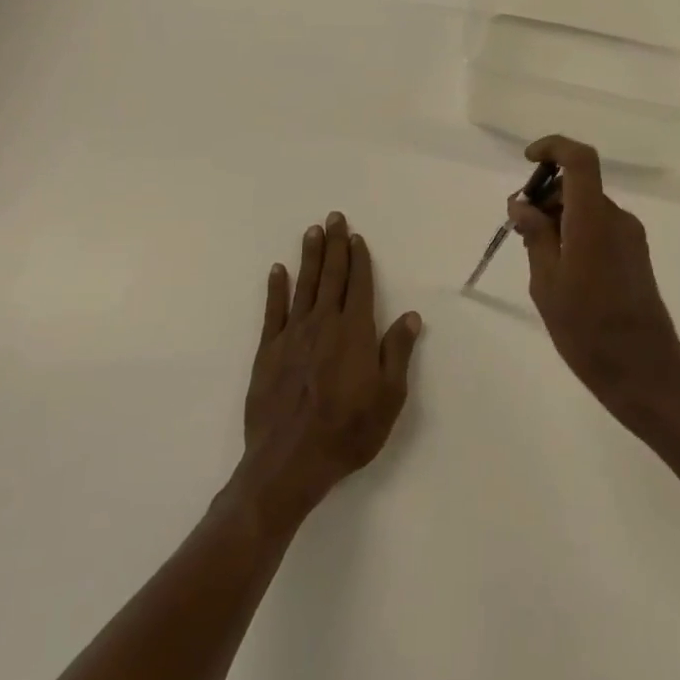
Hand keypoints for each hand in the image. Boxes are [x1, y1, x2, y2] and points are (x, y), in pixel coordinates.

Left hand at [238, 211, 421, 524]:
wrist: (290, 461)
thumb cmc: (348, 431)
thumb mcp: (389, 398)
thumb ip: (397, 352)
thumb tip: (410, 316)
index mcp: (355, 332)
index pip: (359, 285)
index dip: (359, 259)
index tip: (357, 237)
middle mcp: (324, 324)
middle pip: (331, 276)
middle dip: (334, 245)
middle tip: (334, 217)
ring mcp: (293, 335)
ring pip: (304, 286)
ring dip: (309, 257)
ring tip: (312, 231)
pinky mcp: (268, 350)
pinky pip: (273, 311)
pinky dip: (276, 288)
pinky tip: (278, 270)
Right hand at [508, 136, 679, 427]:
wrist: (644, 373)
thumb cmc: (587, 330)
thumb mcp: (546, 283)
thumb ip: (535, 236)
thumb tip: (522, 204)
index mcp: (594, 219)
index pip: (580, 159)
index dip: (553, 148)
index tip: (528, 162)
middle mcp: (618, 219)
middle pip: (580, 186)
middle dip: (546, 196)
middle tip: (519, 230)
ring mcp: (631, 238)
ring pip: (588, 209)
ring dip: (559, 219)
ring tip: (537, 258)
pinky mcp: (636, 257)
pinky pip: (600, 228)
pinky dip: (576, 234)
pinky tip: (562, 272)